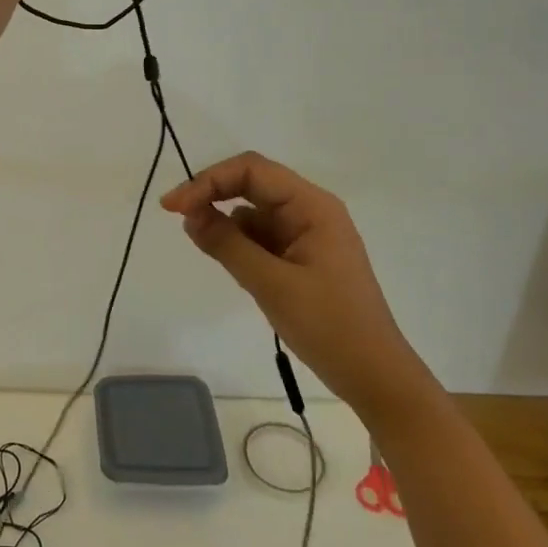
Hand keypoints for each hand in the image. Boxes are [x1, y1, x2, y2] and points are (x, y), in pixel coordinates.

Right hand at [160, 152, 438, 423]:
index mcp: (312, 206)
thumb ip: (227, 244)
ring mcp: (306, 234)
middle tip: (176, 216)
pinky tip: (225, 259)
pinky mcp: (300, 257)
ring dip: (224, 219)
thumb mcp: (271, 284)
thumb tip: (189, 214)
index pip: (251, 170)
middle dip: (213, 194)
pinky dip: (238, 242)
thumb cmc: (329, 325)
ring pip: (253, 210)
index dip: (208, 180)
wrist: (374, 376)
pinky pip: (261, 236)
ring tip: (201, 243)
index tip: (173, 207)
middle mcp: (310, 211)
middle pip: (252, 184)